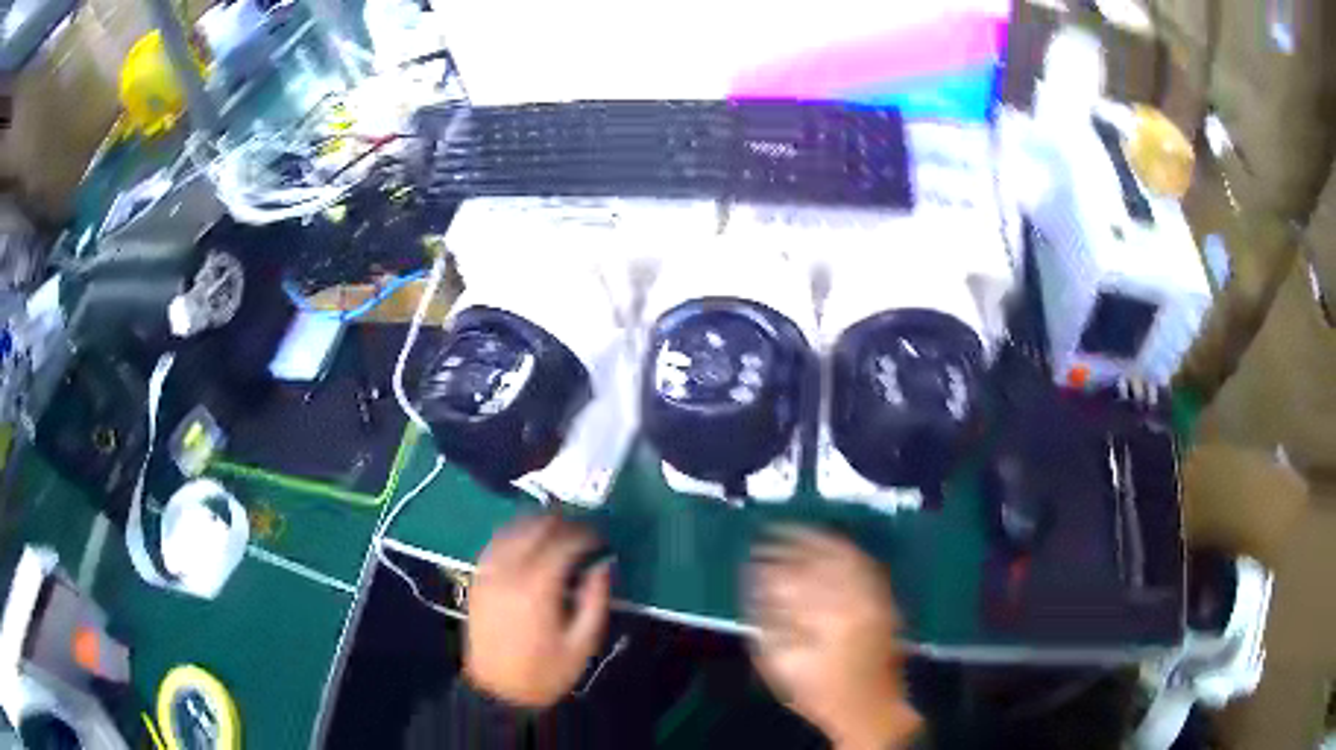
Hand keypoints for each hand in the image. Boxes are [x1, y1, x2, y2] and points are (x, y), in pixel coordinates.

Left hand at [464, 515, 610, 707]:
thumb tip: (603, 564)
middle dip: (563, 524)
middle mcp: (509, 571)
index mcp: (537, 587)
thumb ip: (595, 599)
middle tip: (584, 534)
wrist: (499, 691)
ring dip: (537, 524)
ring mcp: (488, 572)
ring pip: (513, 529)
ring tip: (559, 533)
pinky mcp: (477, 579)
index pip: (564, 541)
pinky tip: (528, 542)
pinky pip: (495, 542)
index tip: (602, 541)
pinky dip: (514, 534)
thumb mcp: (583, 643)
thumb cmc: (545, 672)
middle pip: (536, 527)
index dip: (587, 535)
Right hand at [745, 527, 920, 749]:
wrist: (869, 708)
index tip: (752, 557)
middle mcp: (852, 602)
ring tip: (795, 531)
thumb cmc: (820, 693)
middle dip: (790, 546)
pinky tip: (831, 544)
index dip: (770, 566)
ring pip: (843, 558)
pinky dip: (845, 550)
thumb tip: (755, 593)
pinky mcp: (884, 601)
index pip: (793, 580)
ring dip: (817, 541)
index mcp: (825, 619)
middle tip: (768, 537)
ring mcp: (873, 599)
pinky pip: (865, 564)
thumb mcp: (782, 667)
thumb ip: (765, 628)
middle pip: (818, 563)